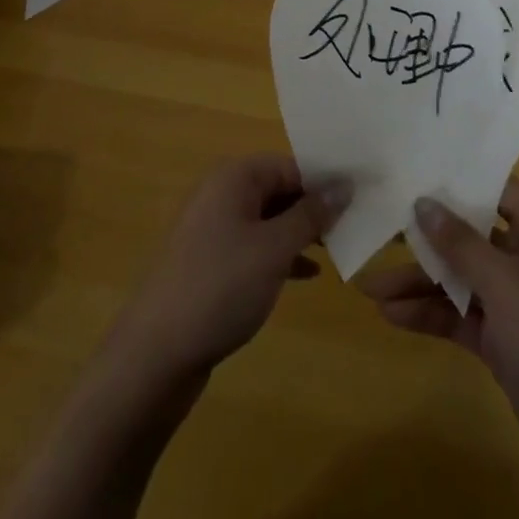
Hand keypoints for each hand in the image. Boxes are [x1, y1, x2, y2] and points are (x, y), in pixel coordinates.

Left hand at [109, 155, 348, 385]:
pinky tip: (307, 274)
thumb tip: (343, 185)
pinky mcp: (210, 261)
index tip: (363, 198)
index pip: (292, 164)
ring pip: (269, 218)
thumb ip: (311, 214)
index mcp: (234, 176)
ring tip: (338, 248)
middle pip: (280, 188)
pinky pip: (255, 245)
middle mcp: (221, 193)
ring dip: (301, 232)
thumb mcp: (274, 248)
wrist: (155, 355)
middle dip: (316, 207)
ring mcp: (213, 228)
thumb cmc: (220, 287)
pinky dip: (281, 255)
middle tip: (355, 226)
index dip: (327, 180)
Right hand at [360, 179, 518, 502]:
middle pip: (471, 235)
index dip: (459, 179)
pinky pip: (460, 316)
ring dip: (419, 283)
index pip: (498, 190)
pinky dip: (430, 314)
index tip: (415, 168)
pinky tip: (392, 315)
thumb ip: (460, 242)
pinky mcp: (504, 342)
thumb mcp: (505, 284)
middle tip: (380, 225)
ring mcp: (516, 304)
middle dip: (427, 237)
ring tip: (370, 288)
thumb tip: (424, 202)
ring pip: (460, 279)